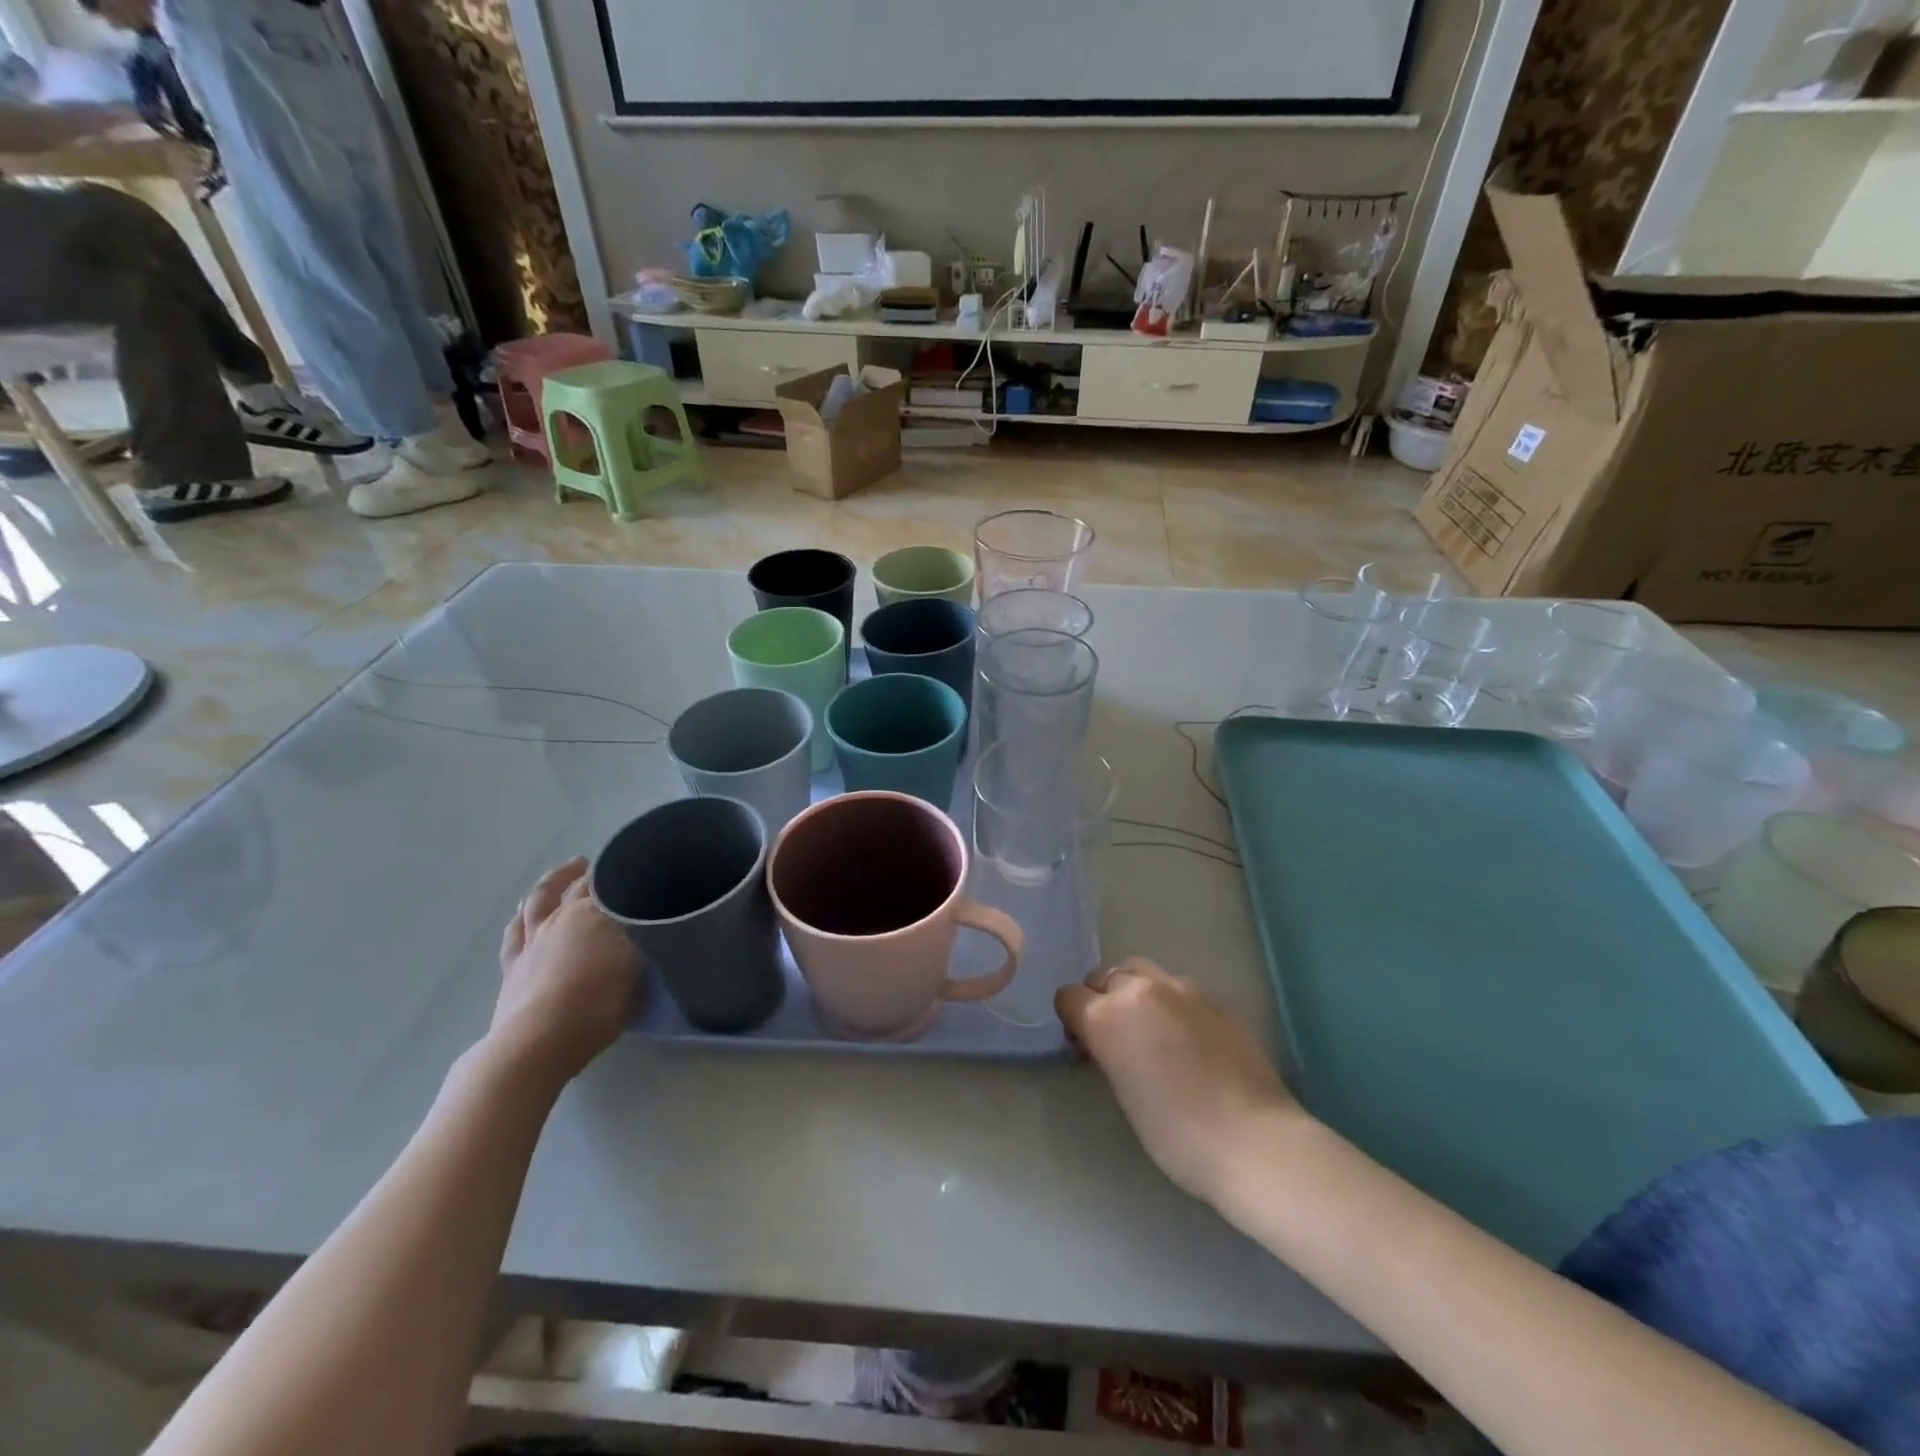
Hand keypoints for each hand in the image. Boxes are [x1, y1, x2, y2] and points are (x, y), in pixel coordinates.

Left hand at [490, 859, 639, 1084]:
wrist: (538, 1042)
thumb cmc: (597, 1005)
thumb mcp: (638, 970)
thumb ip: (645, 942)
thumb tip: (651, 925)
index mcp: (594, 913)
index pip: (611, 881)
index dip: (623, 873)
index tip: (637, 868)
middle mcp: (562, 917)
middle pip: (576, 885)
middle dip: (591, 873)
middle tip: (605, 867)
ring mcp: (533, 939)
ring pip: (538, 900)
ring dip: (552, 882)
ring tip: (563, 873)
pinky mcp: (512, 964)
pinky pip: (514, 933)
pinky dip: (520, 918)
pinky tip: (523, 914)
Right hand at [1056, 958, 1302, 1203]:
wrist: (1252, 1140)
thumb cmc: (1176, 1134)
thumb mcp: (1123, 1094)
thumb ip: (1108, 1052)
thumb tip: (1108, 1043)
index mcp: (1107, 1016)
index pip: (1069, 996)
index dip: (1072, 1019)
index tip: (1085, 1047)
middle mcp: (1140, 991)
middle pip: (1105, 975)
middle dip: (1102, 998)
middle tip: (1116, 1037)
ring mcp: (1182, 990)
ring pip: (1142, 970)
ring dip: (1136, 991)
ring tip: (1151, 1028)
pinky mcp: (1215, 999)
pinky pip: (1179, 988)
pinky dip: (1172, 1003)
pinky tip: (1188, 1038)